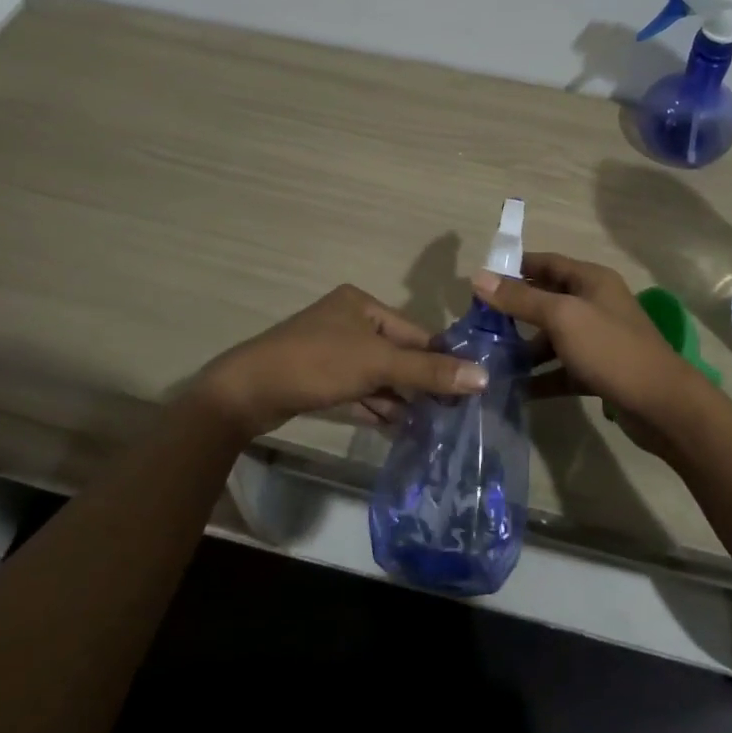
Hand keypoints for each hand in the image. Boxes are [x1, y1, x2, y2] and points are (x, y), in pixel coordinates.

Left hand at [194, 284, 485, 439]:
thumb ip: (428, 371)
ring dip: (400, 399)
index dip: (440, 359)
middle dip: (420, 383)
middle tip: (451, 413)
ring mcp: (331, 351)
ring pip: (377, 375)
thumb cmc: (318, 363)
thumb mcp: (377, 364)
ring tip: (431, 426)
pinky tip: (399, 429)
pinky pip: (358, 390)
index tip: (468, 388)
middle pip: (396, 353)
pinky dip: (377, 407)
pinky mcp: (318, 379)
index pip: (413, 331)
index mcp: (361, 304)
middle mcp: (347, 321)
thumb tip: (482, 376)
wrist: (248, 392)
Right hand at [471, 252, 712, 452]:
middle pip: (547, 300)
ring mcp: (599, 339)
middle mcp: (596, 304)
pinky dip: (541, 376)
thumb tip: (478, 277)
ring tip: (490, 359)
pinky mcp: (599, 371)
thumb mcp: (562, 318)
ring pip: (553, 336)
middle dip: (514, 310)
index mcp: (591, 280)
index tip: (480, 281)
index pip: (546, 263)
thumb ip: (521, 298)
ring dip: (524, 347)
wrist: (663, 406)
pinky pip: (562, 368)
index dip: (514, 268)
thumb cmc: (611, 350)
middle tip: (478, 323)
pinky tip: (516, 388)